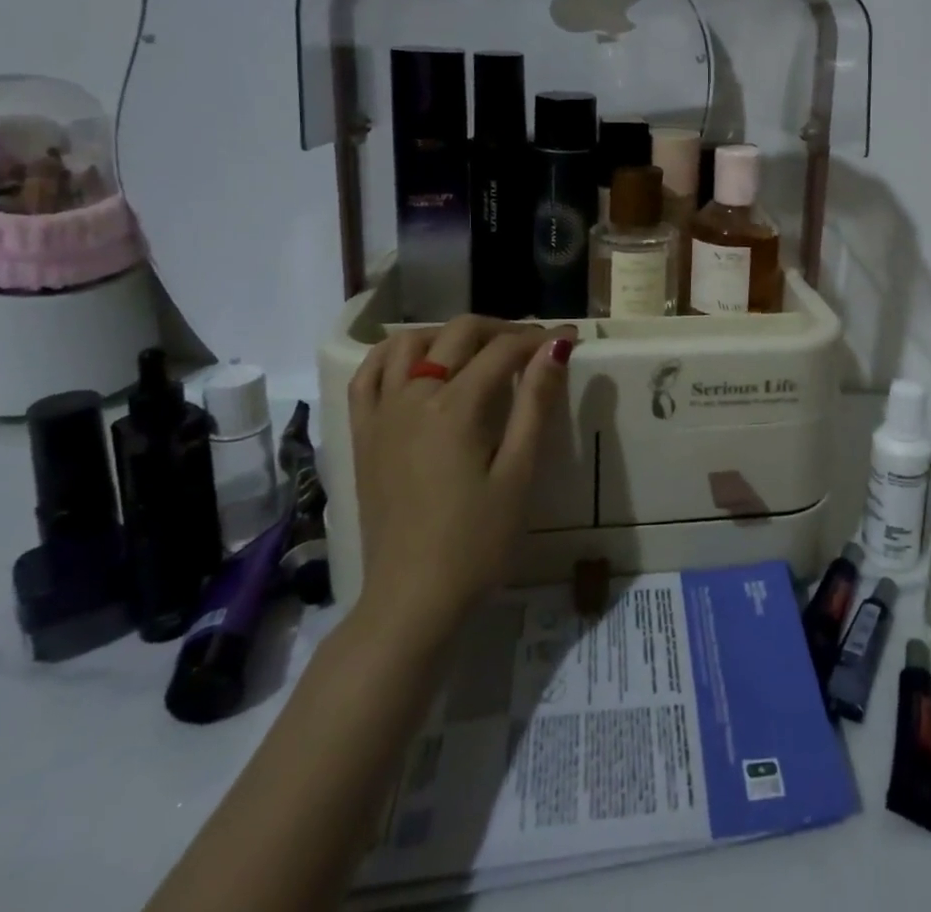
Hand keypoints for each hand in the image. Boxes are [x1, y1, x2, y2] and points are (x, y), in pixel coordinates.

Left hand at [346, 317, 575, 644]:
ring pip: (409, 342)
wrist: (412, 601)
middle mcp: (413, 396)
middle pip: (458, 334)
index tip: (568, 337)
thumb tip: (557, 345)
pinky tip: (415, 362)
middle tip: (530, 347)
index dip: (539, 338)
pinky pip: (368, 374)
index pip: (503, 350)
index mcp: (456, 406)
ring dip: (447, 334)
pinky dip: (393, 354)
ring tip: (476, 352)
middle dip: (500, 329)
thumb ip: (536, 402)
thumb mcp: (519, 472)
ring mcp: (381, 413)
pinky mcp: (362, 434)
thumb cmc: (477, 542)